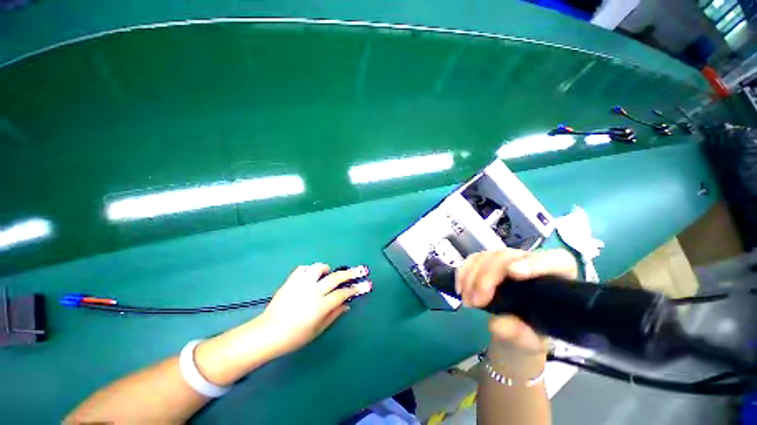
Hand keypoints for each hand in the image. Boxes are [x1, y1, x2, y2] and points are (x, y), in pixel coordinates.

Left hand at [258, 263, 371, 355]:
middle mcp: (313, 291)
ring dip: (327, 269)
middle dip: (350, 273)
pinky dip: (309, 270)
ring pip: (318, 268)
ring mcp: (301, 284)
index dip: (354, 289)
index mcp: (320, 306)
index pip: (342, 293)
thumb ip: (334, 315)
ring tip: (328, 273)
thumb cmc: (295, 337)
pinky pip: (303, 268)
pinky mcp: (290, 281)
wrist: (268, 333)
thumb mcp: (317, 330)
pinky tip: (311, 276)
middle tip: (359, 270)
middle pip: (335, 277)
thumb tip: (347, 304)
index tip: (364, 285)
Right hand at [457, 249, 576, 353]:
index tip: (513, 273)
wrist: (515, 327)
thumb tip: (498, 324)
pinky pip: (472, 260)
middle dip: (487, 277)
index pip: (556, 261)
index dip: (535, 263)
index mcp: (556, 278)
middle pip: (507, 257)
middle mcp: (531, 262)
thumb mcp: (531, 340)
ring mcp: (507, 259)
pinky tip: (461, 289)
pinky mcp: (488, 261)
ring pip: (487, 257)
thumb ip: (520, 334)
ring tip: (467, 301)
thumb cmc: (531, 331)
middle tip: (476, 301)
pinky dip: (463, 273)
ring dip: (472, 277)